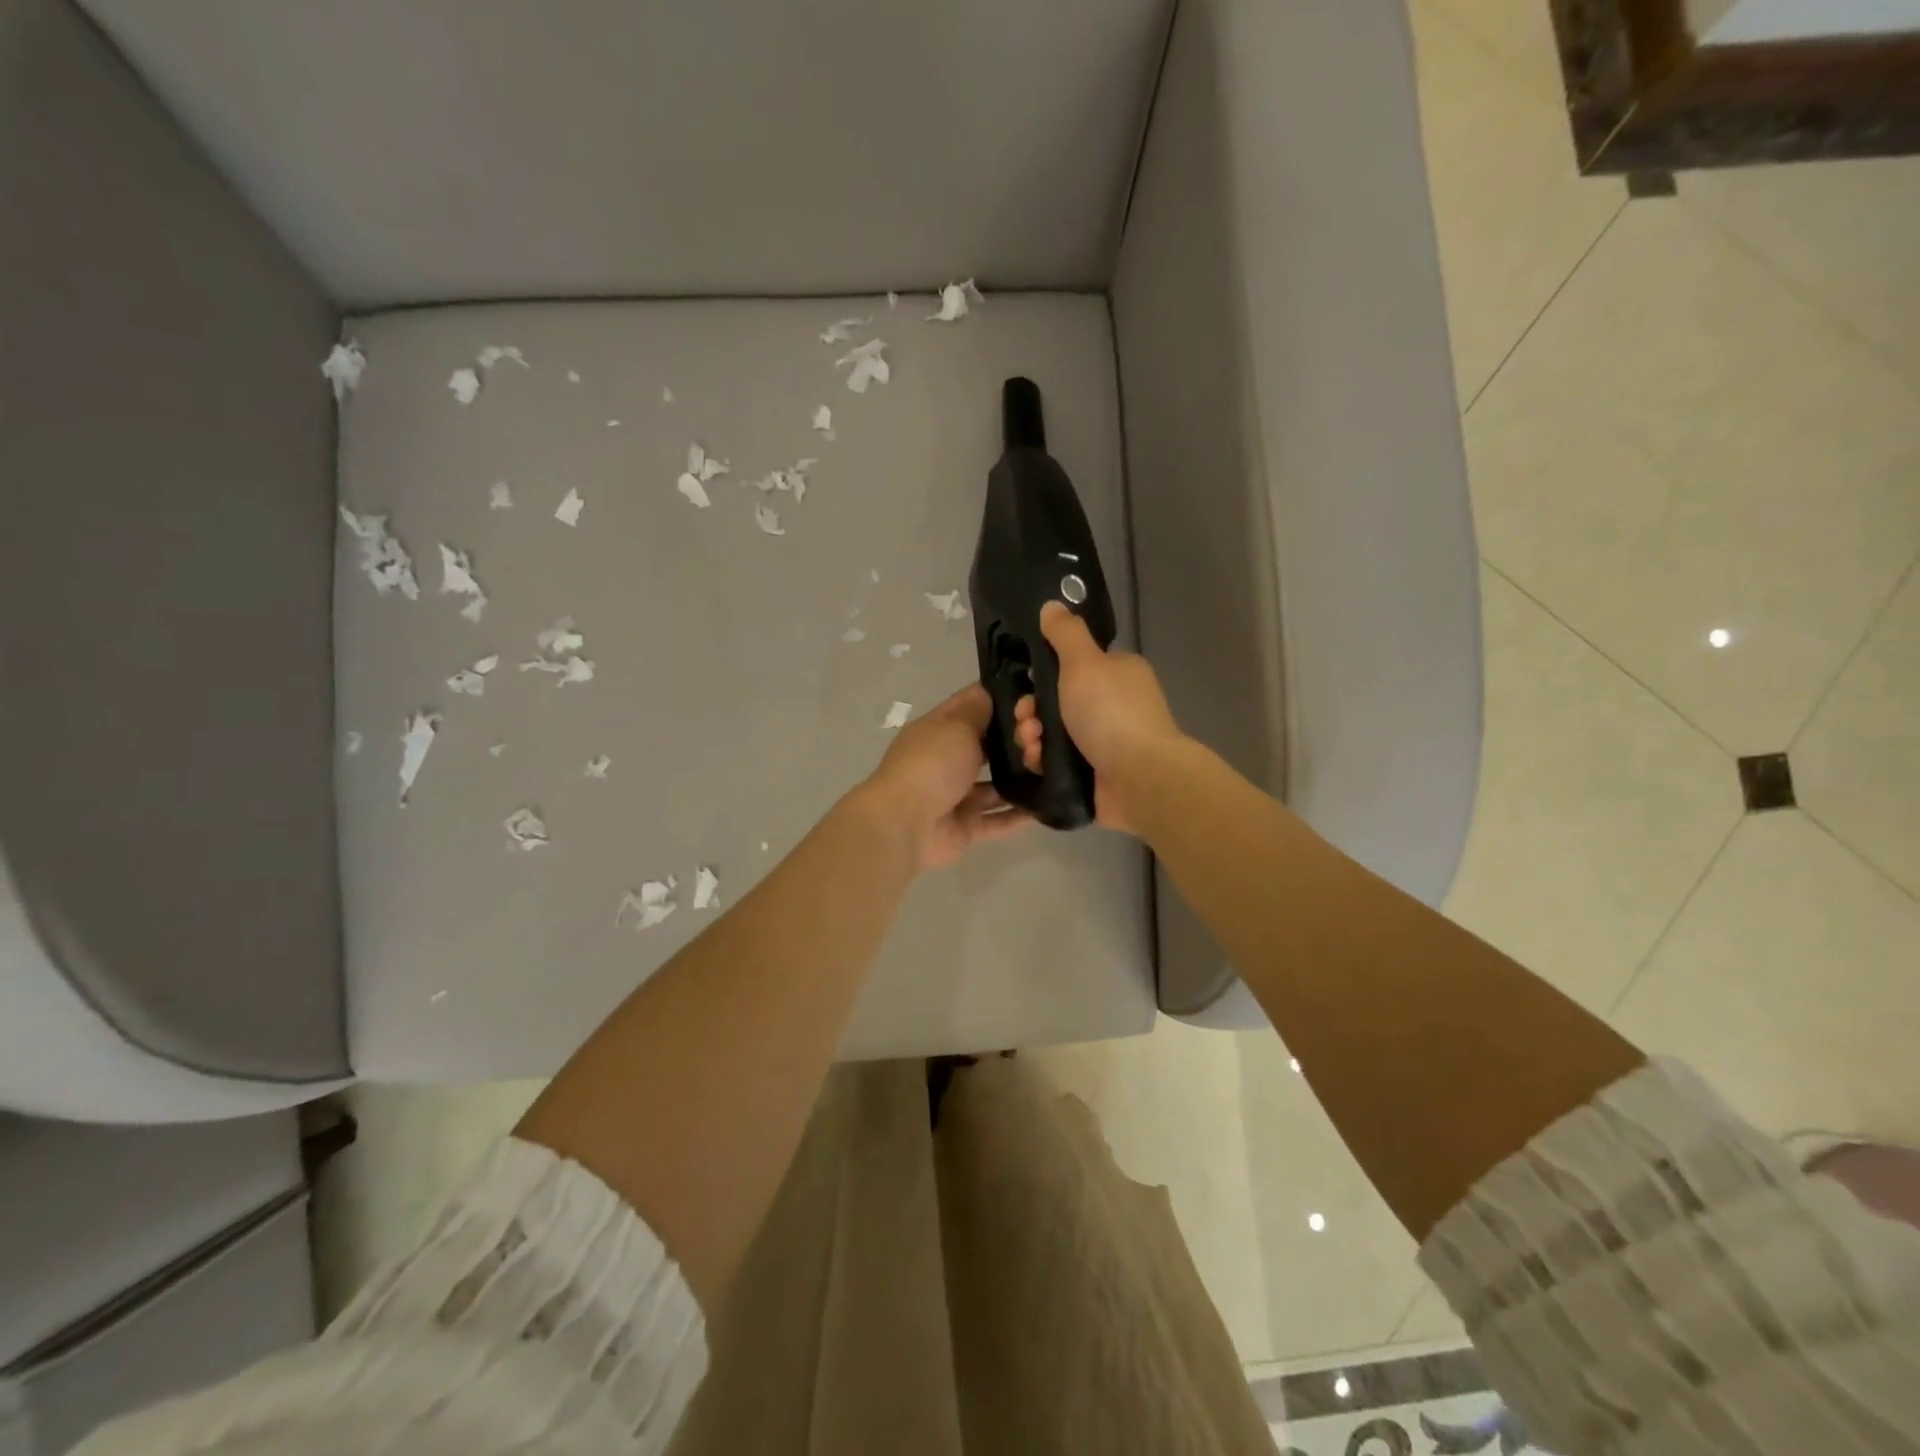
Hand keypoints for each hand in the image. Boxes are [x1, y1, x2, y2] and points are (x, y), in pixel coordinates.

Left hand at [859, 684, 1032, 870]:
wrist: (905, 824)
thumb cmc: (931, 765)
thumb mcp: (956, 727)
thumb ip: (978, 712)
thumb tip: (989, 692)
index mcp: (938, 731)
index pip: (970, 706)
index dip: (998, 699)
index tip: (1032, 696)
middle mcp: (946, 760)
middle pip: (986, 747)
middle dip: (1015, 741)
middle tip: (1046, 736)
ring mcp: (955, 796)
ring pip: (994, 785)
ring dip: (1019, 779)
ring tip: (1054, 770)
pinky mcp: (965, 827)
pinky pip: (996, 820)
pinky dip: (1017, 815)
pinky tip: (1046, 806)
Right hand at [1015, 603, 1184, 834]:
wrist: (1139, 778)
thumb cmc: (1110, 712)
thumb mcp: (1084, 662)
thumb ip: (1065, 634)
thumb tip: (1052, 605)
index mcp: (1117, 674)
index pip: (1072, 667)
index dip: (1042, 677)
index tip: (1026, 687)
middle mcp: (1113, 705)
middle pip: (1057, 703)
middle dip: (1032, 712)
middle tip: (1026, 722)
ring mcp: (1105, 742)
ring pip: (1053, 734)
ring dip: (1033, 737)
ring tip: (1032, 747)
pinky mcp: (1095, 773)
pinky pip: (1059, 763)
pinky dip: (1044, 762)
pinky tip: (1038, 764)